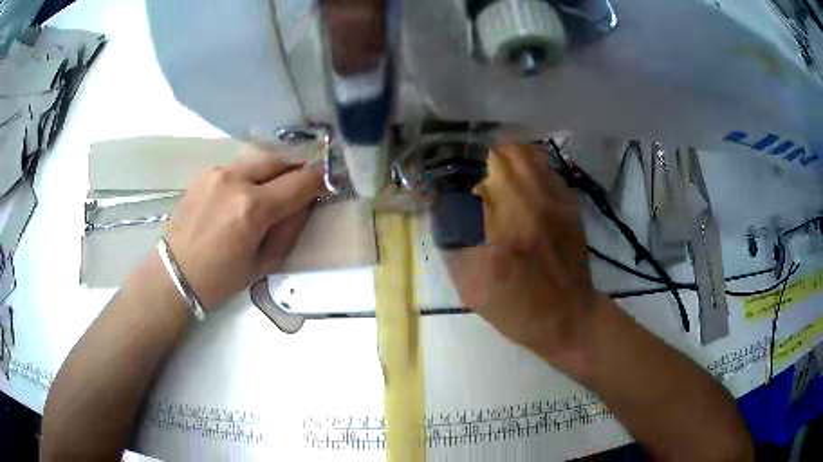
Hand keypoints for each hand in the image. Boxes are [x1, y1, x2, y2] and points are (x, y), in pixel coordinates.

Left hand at [164, 146, 323, 308]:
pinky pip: (238, 166)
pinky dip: (250, 175)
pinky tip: (243, 194)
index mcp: (253, 208)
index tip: (326, 182)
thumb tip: (304, 204)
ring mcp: (217, 171)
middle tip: (302, 183)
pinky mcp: (205, 172)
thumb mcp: (264, 263)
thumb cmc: (220, 279)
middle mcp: (236, 180)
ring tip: (273, 188)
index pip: (300, 181)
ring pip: (259, 159)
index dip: (319, 179)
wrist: (173, 273)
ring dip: (273, 170)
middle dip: (297, 168)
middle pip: (280, 158)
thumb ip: (289, 229)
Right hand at [445, 142, 603, 360]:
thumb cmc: (519, 309)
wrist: (570, 318)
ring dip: (512, 157)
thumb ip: (454, 246)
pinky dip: (533, 168)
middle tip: (478, 173)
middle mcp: (536, 203)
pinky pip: (550, 171)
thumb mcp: (473, 288)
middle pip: (512, 151)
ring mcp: (559, 202)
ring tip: (499, 173)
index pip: (489, 167)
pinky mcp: (572, 207)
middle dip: (490, 155)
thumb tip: (443, 214)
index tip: (461, 177)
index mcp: (508, 223)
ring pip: (533, 155)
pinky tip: (524, 186)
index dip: (471, 163)